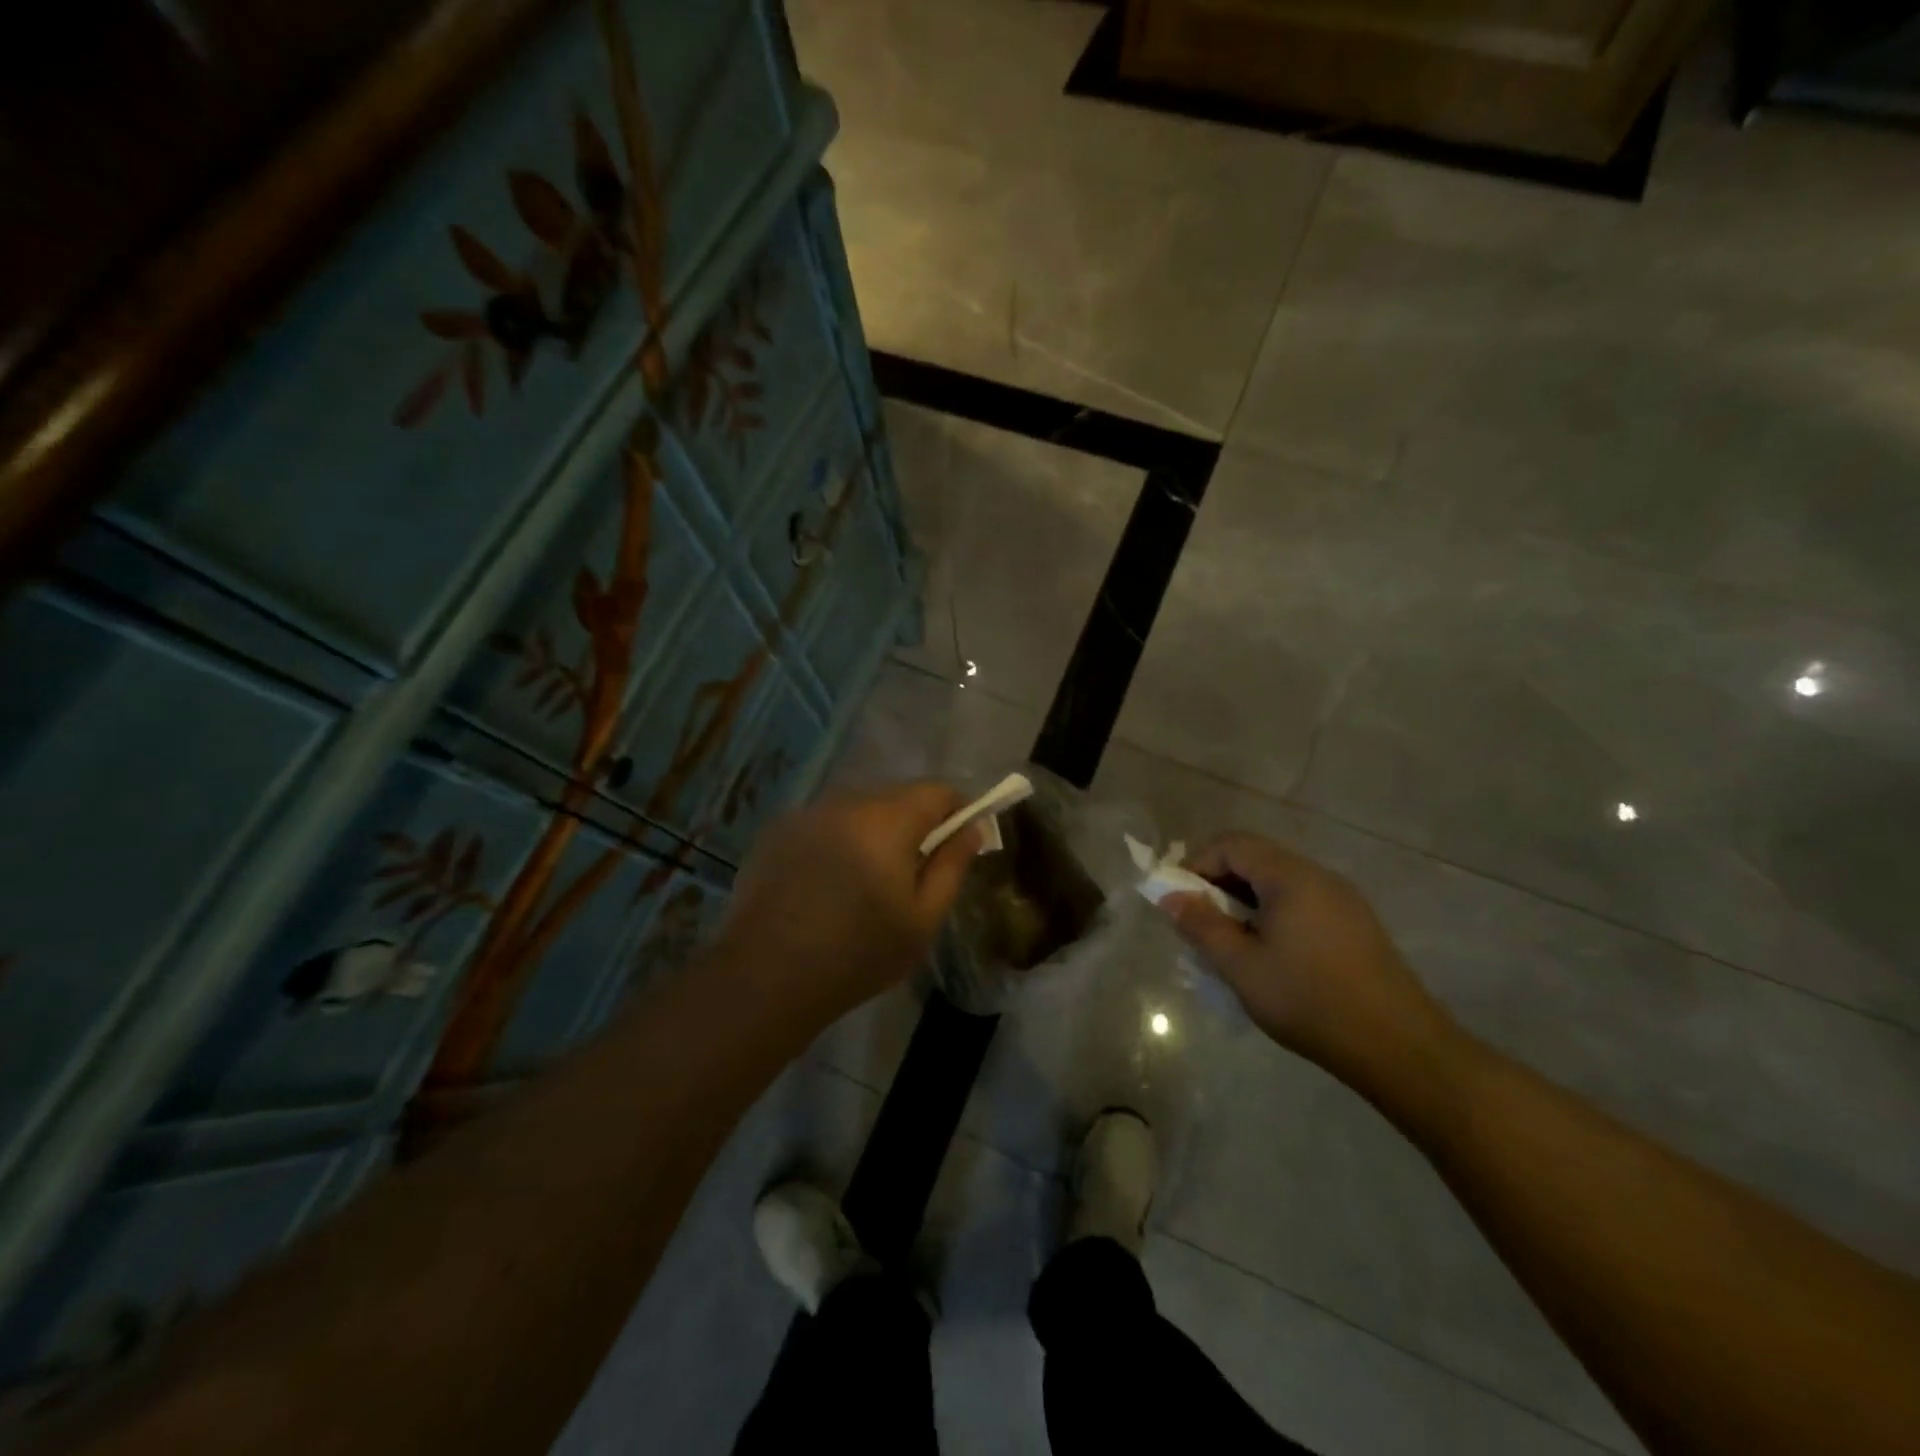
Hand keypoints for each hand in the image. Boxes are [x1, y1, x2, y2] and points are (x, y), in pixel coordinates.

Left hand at [718, 782, 979, 1030]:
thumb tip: (971, 829)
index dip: (957, 810)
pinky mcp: (777, 832)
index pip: (937, 791)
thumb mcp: (922, 919)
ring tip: (865, 883)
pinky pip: (824, 824)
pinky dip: (837, 842)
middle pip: (896, 797)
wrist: (766, 976)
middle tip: (912, 873)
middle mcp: (846, 803)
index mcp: (888, 820)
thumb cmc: (859, 953)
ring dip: (872, 833)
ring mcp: (807, 814)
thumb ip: (952, 866)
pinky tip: (826, 885)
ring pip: (858, 810)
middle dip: (914, 825)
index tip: (959, 842)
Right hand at [1163, 833, 1455, 1087]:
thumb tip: (1170, 897)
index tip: (1178, 901)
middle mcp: (1319, 876)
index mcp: (1290, 877)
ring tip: (1231, 943)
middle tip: (1200, 924)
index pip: (1232, 844)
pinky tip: (1270, 955)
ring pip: (1278, 882)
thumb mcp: (1242, 966)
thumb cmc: (1309, 1000)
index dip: (1196, 864)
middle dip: (1218, 884)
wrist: (1399, 1047)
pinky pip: (1301, 901)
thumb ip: (1202, 926)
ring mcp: (1342, 899)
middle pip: (1256, 859)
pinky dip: (1272, 914)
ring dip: (1244, 901)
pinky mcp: (1355, 924)